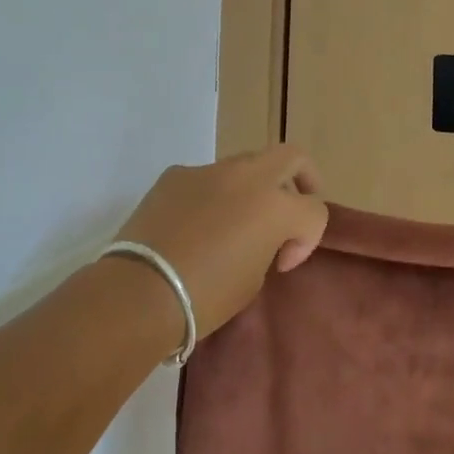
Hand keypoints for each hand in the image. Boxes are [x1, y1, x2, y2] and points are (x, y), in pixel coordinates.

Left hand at [112, 145, 328, 340]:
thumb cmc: (205, 296)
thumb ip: (268, 246)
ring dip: (253, 187)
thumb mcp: (254, 279)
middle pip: (292, 157)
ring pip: (246, 164)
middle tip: (294, 205)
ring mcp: (209, 170)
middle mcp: (248, 177)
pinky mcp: (176, 175)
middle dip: (302, 178)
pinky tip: (194, 224)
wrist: (139, 293)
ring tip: (236, 220)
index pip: (314, 211)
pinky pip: (206, 178)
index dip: (306, 240)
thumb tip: (259, 238)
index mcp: (276, 206)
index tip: (282, 264)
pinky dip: (211, 195)